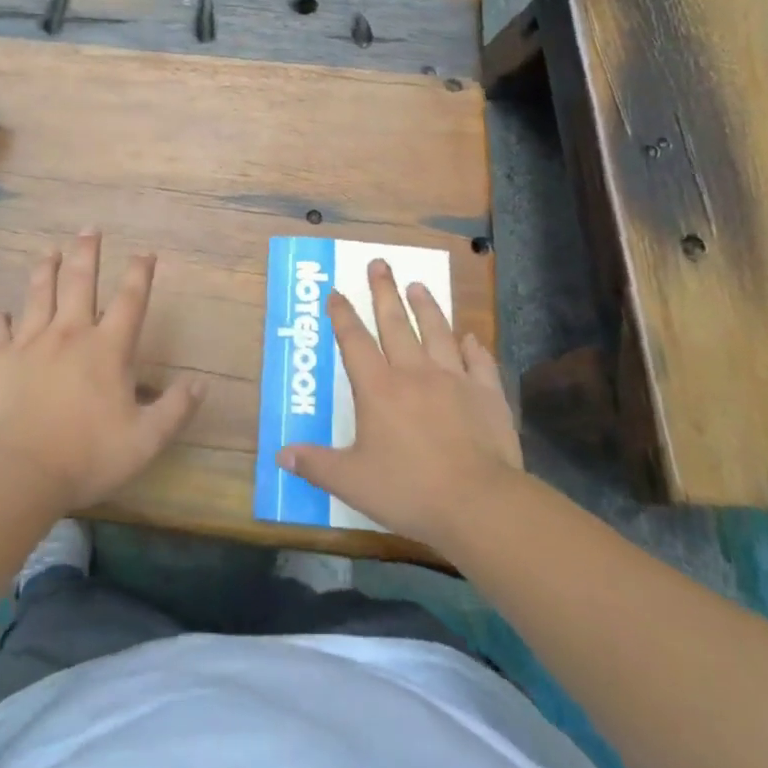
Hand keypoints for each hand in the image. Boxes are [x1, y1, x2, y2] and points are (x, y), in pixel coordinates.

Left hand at [0, 232, 204, 512]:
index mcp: (108, 349)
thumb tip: (201, 384)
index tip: (145, 252)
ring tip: (49, 251)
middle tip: (89, 229)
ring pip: (39, 295)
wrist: (18, 470)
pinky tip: (0, 312)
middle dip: (87, 253)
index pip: (130, 300)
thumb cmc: (87, 455)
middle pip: (80, 282)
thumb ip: (175, 409)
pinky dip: (0, 319)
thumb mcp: (145, 441)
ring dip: (46, 270)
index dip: (140, 273)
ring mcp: (30, 343)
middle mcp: (70, 333)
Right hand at [280, 258, 522, 551]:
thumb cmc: (409, 490)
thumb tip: (280, 455)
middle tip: (379, 264)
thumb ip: (316, 465)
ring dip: (426, 307)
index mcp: (378, 388)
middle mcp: (414, 373)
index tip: (336, 292)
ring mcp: (454, 380)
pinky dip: (473, 348)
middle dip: (384, 292)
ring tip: (419, 285)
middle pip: (395, 324)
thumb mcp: (352, 482)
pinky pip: (479, 362)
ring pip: (437, 332)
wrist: (479, 504)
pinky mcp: (486, 395)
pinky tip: (471, 338)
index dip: (342, 315)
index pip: (354, 341)